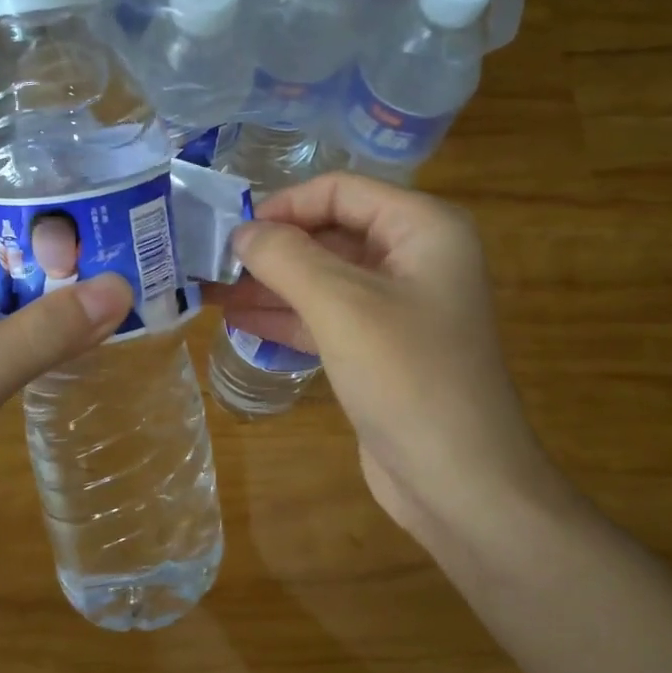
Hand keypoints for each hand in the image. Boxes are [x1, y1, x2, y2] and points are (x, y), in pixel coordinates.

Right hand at [213, 173, 568, 550]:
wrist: (460, 482)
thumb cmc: (407, 377)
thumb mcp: (341, 306)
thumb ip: (286, 258)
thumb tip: (243, 232)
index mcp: (423, 228)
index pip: (341, 190)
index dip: (285, 205)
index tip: (233, 232)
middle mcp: (416, 258)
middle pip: (331, 233)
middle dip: (273, 249)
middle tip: (212, 263)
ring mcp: (399, 307)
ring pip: (325, 279)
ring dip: (271, 285)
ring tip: (212, 292)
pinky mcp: (381, 349)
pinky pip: (328, 318)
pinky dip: (287, 317)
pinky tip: (240, 322)